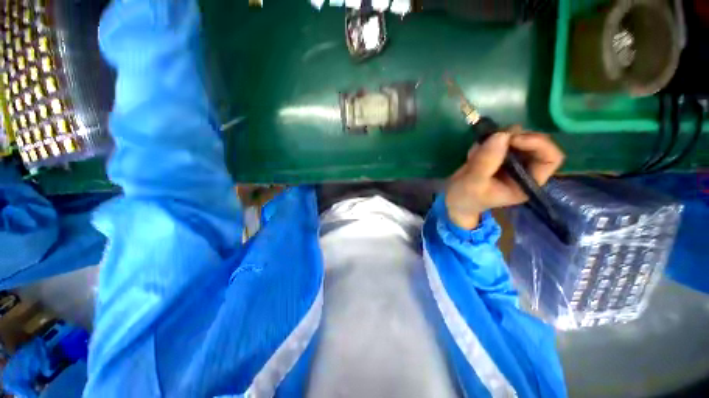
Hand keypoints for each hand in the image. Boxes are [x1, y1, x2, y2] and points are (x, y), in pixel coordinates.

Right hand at [445, 126, 564, 229]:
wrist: (452, 200)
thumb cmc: (465, 198)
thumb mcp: (473, 183)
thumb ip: (486, 161)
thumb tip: (501, 134)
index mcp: (526, 183)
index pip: (550, 159)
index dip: (537, 144)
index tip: (512, 139)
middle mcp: (524, 170)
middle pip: (537, 143)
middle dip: (516, 136)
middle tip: (494, 136)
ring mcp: (511, 161)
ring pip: (518, 137)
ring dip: (498, 138)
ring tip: (476, 152)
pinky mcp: (498, 156)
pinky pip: (500, 139)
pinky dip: (487, 141)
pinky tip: (473, 155)